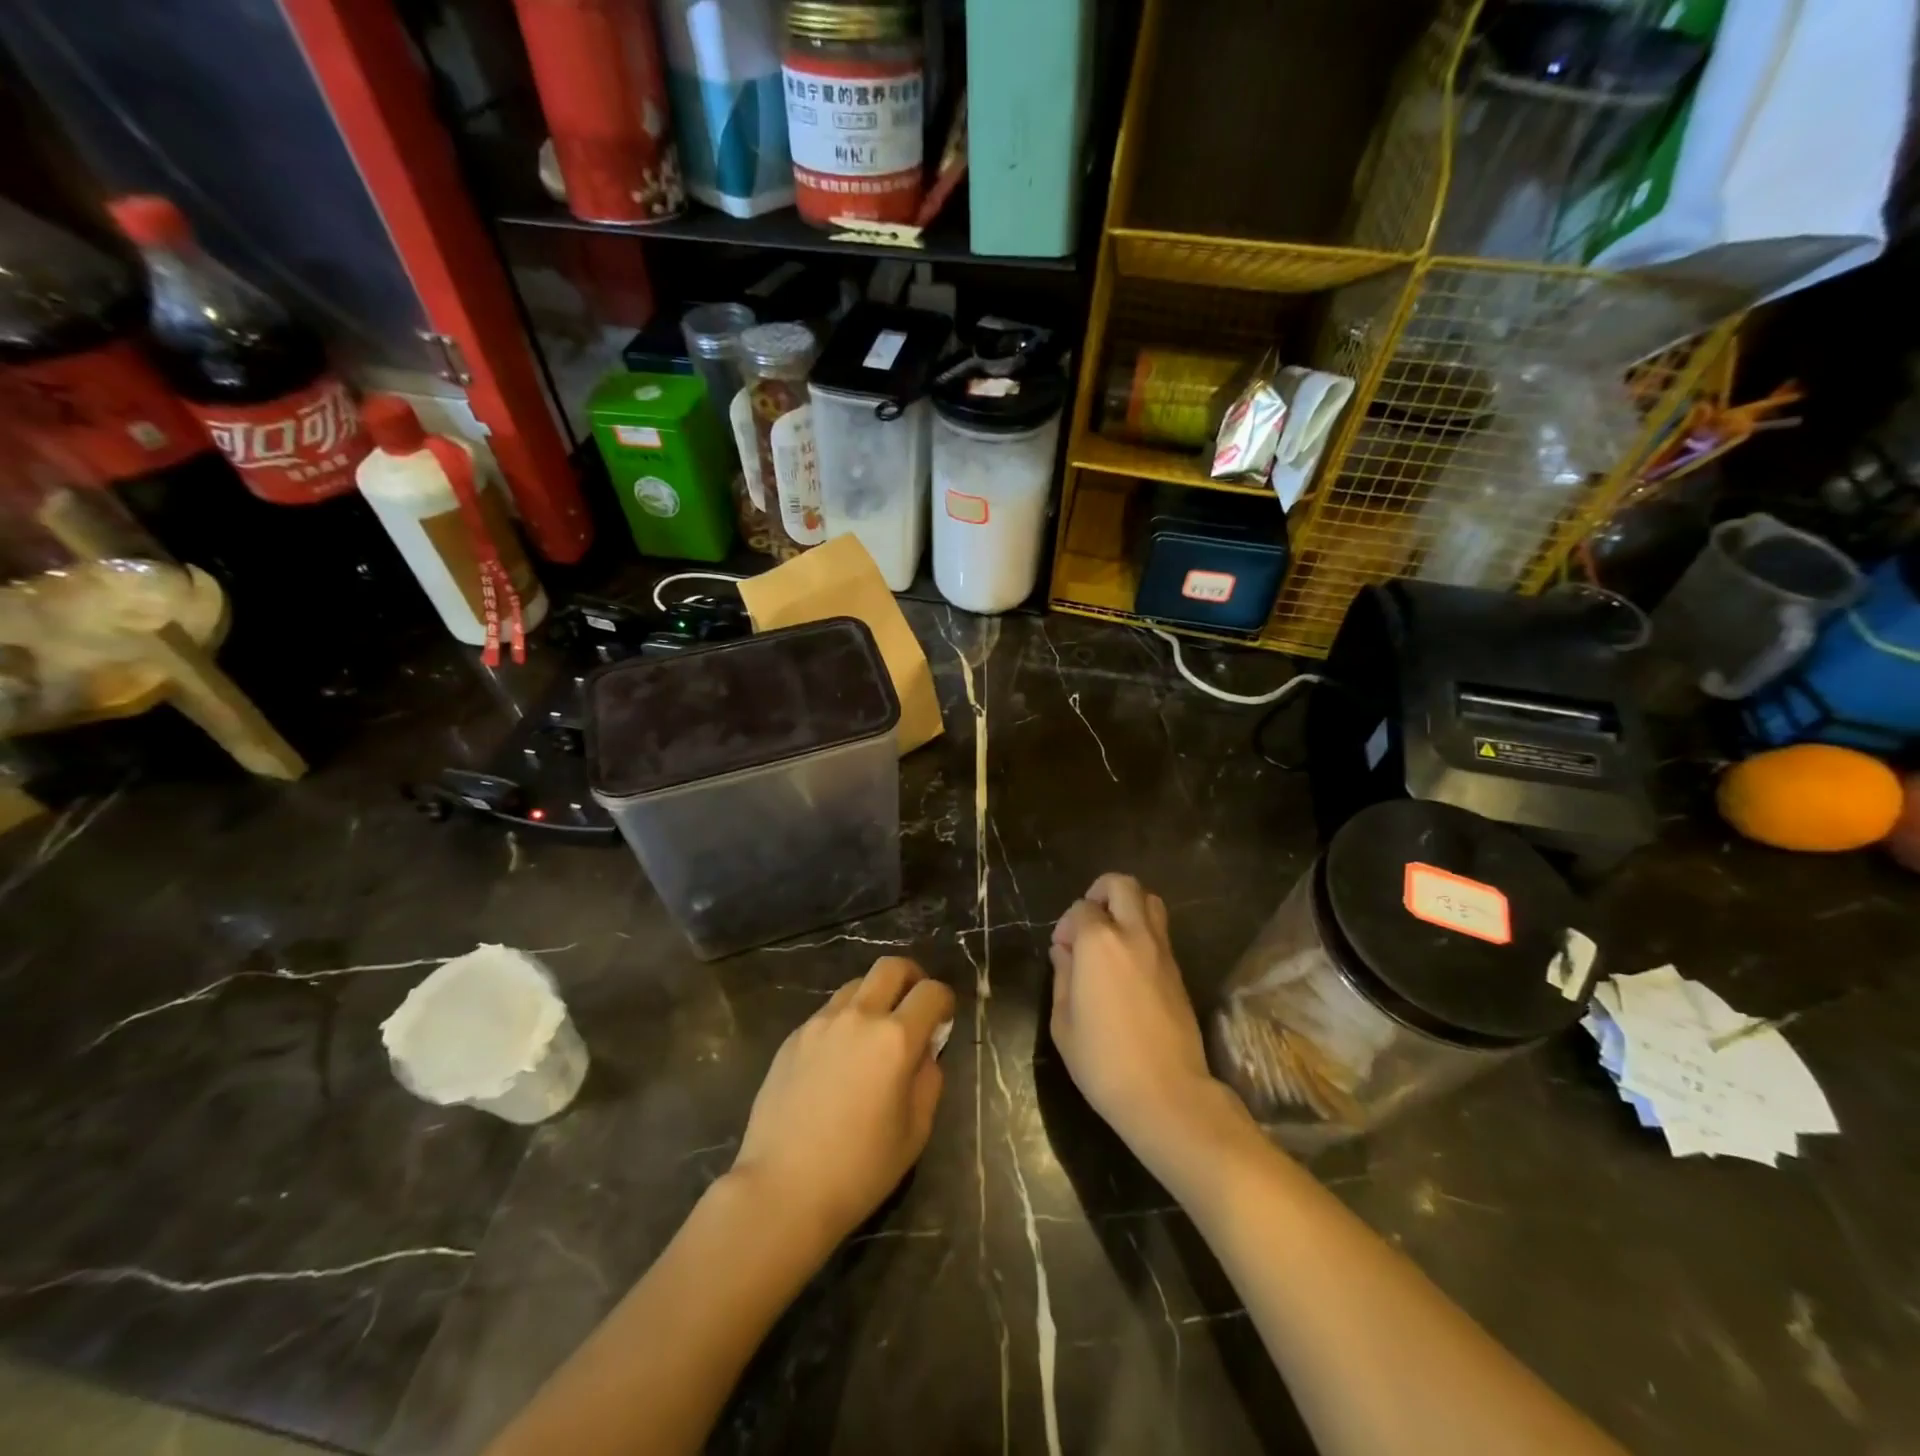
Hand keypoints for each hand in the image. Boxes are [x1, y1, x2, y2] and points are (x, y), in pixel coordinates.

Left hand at [731, 957, 954, 1252]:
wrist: (782, 1190)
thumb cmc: (859, 1169)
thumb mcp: (915, 1132)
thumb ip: (928, 1080)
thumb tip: (925, 1052)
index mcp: (895, 1039)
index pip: (931, 992)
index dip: (944, 1001)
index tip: (943, 1019)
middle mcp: (859, 1017)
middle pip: (891, 967)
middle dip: (912, 978)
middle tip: (914, 1006)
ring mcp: (820, 1023)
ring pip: (856, 985)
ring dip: (875, 997)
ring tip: (874, 1033)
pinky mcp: (793, 1037)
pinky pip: (828, 1012)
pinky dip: (845, 1020)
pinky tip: (839, 1058)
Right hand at [1050, 874, 1240, 1166]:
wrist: (1167, 1094)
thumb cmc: (1103, 1061)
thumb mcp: (1063, 1022)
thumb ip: (1062, 976)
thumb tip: (1064, 953)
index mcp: (1099, 942)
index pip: (1081, 908)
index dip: (1067, 925)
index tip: (1061, 952)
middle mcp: (1133, 935)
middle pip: (1122, 886)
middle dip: (1100, 892)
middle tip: (1087, 922)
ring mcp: (1162, 951)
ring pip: (1150, 901)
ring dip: (1127, 906)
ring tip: (1110, 937)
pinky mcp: (1179, 971)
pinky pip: (1160, 931)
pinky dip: (1142, 931)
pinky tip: (1127, 964)